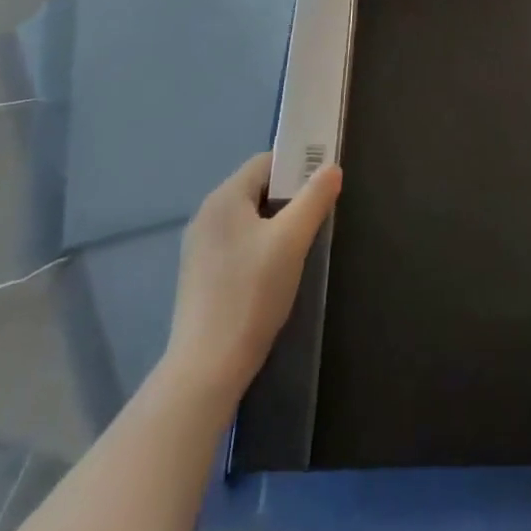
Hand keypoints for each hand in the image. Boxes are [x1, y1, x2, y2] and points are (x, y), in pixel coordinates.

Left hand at [163, 152, 341, 395]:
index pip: (266, 162)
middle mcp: (206, 215)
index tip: (321, 187)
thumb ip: (314, 197)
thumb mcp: (292, 240)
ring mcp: (199, 247)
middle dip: (288, 198)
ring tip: (298, 248)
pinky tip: (273, 274)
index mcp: (224, 198)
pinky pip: (237, 243)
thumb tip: (331, 168)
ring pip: (248, 218)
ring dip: (275, 224)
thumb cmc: (252, 293)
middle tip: (315, 219)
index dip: (297, 167)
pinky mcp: (199, 276)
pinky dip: (259, 246)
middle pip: (256, 189)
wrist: (207, 368)